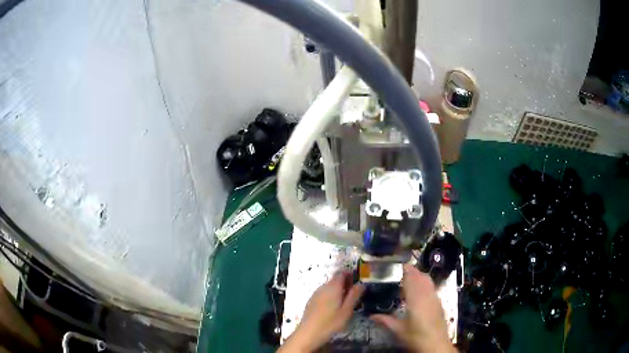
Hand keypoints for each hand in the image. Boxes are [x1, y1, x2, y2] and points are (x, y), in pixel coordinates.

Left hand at [279, 272, 364, 351]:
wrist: (308, 333)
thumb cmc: (330, 322)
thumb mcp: (347, 310)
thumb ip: (354, 295)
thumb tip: (361, 284)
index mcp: (332, 287)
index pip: (341, 273)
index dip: (350, 275)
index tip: (358, 283)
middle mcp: (323, 287)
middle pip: (335, 280)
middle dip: (346, 284)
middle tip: (355, 295)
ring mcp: (316, 294)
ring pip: (329, 288)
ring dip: (338, 291)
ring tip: (346, 303)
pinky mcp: (312, 301)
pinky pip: (324, 294)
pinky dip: (331, 297)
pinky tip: (334, 309)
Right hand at [371, 265, 454, 352]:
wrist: (436, 345)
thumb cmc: (415, 337)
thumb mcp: (398, 330)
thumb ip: (386, 321)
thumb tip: (372, 316)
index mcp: (415, 300)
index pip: (411, 279)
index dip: (406, 270)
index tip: (399, 265)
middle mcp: (427, 296)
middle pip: (422, 277)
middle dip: (413, 271)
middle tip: (402, 271)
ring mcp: (435, 299)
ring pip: (429, 281)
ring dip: (420, 277)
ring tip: (411, 278)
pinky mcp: (439, 304)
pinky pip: (432, 288)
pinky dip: (426, 284)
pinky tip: (420, 292)